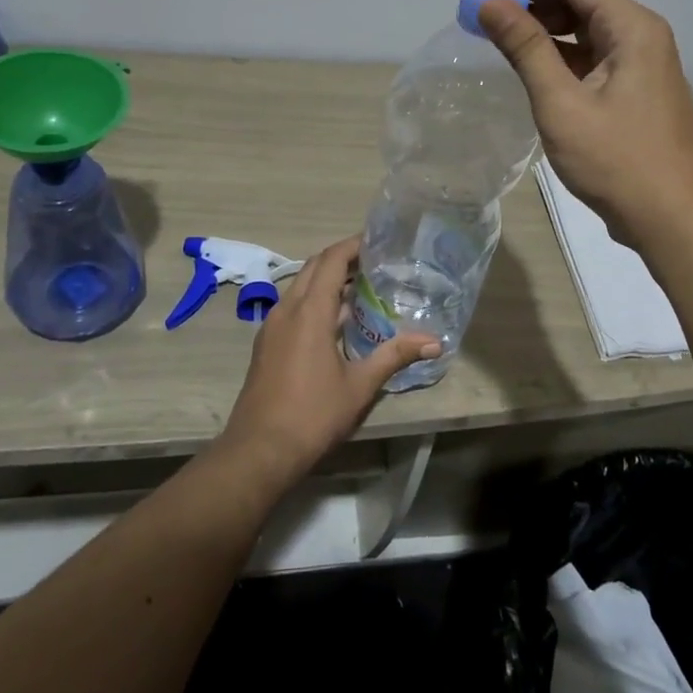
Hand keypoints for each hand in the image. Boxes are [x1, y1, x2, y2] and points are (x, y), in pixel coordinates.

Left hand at [215, 236, 439, 487]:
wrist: (258, 451)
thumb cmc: (313, 415)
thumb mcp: (360, 386)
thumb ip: (394, 356)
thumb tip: (434, 342)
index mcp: (310, 312)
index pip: (331, 261)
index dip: (353, 245)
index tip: (377, 241)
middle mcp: (287, 309)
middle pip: (314, 267)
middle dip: (342, 258)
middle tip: (374, 261)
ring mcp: (272, 326)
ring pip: (300, 286)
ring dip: (327, 279)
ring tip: (360, 287)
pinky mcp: (266, 343)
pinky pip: (292, 306)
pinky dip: (314, 299)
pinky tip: (335, 321)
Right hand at [477, 0, 692, 242]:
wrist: (674, 220)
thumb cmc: (618, 162)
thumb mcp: (562, 104)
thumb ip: (526, 49)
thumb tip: (491, 4)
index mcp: (632, 28)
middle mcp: (641, 35)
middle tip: (485, 2)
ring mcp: (640, 63)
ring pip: (586, 25)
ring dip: (544, 22)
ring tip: (499, 27)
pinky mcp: (633, 89)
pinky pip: (591, 54)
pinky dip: (558, 51)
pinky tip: (529, 60)